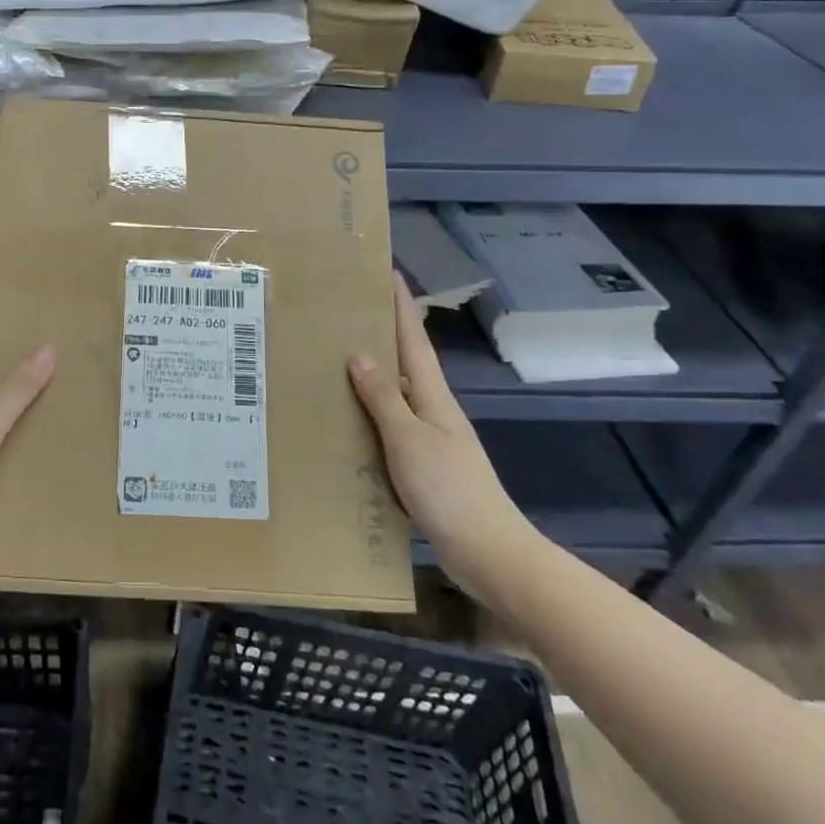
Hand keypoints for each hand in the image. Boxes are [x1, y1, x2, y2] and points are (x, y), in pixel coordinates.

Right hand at [348, 274, 537, 603]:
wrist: (487, 550)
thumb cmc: (449, 488)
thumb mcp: (409, 439)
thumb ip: (383, 398)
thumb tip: (359, 353)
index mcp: (433, 397)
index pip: (414, 340)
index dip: (402, 306)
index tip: (388, 273)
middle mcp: (433, 410)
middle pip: (407, 363)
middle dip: (383, 334)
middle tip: (348, 313)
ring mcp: (431, 438)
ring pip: (397, 395)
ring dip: (374, 375)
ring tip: (337, 360)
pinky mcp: (424, 465)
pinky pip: (391, 426)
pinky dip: (371, 414)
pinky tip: (350, 421)